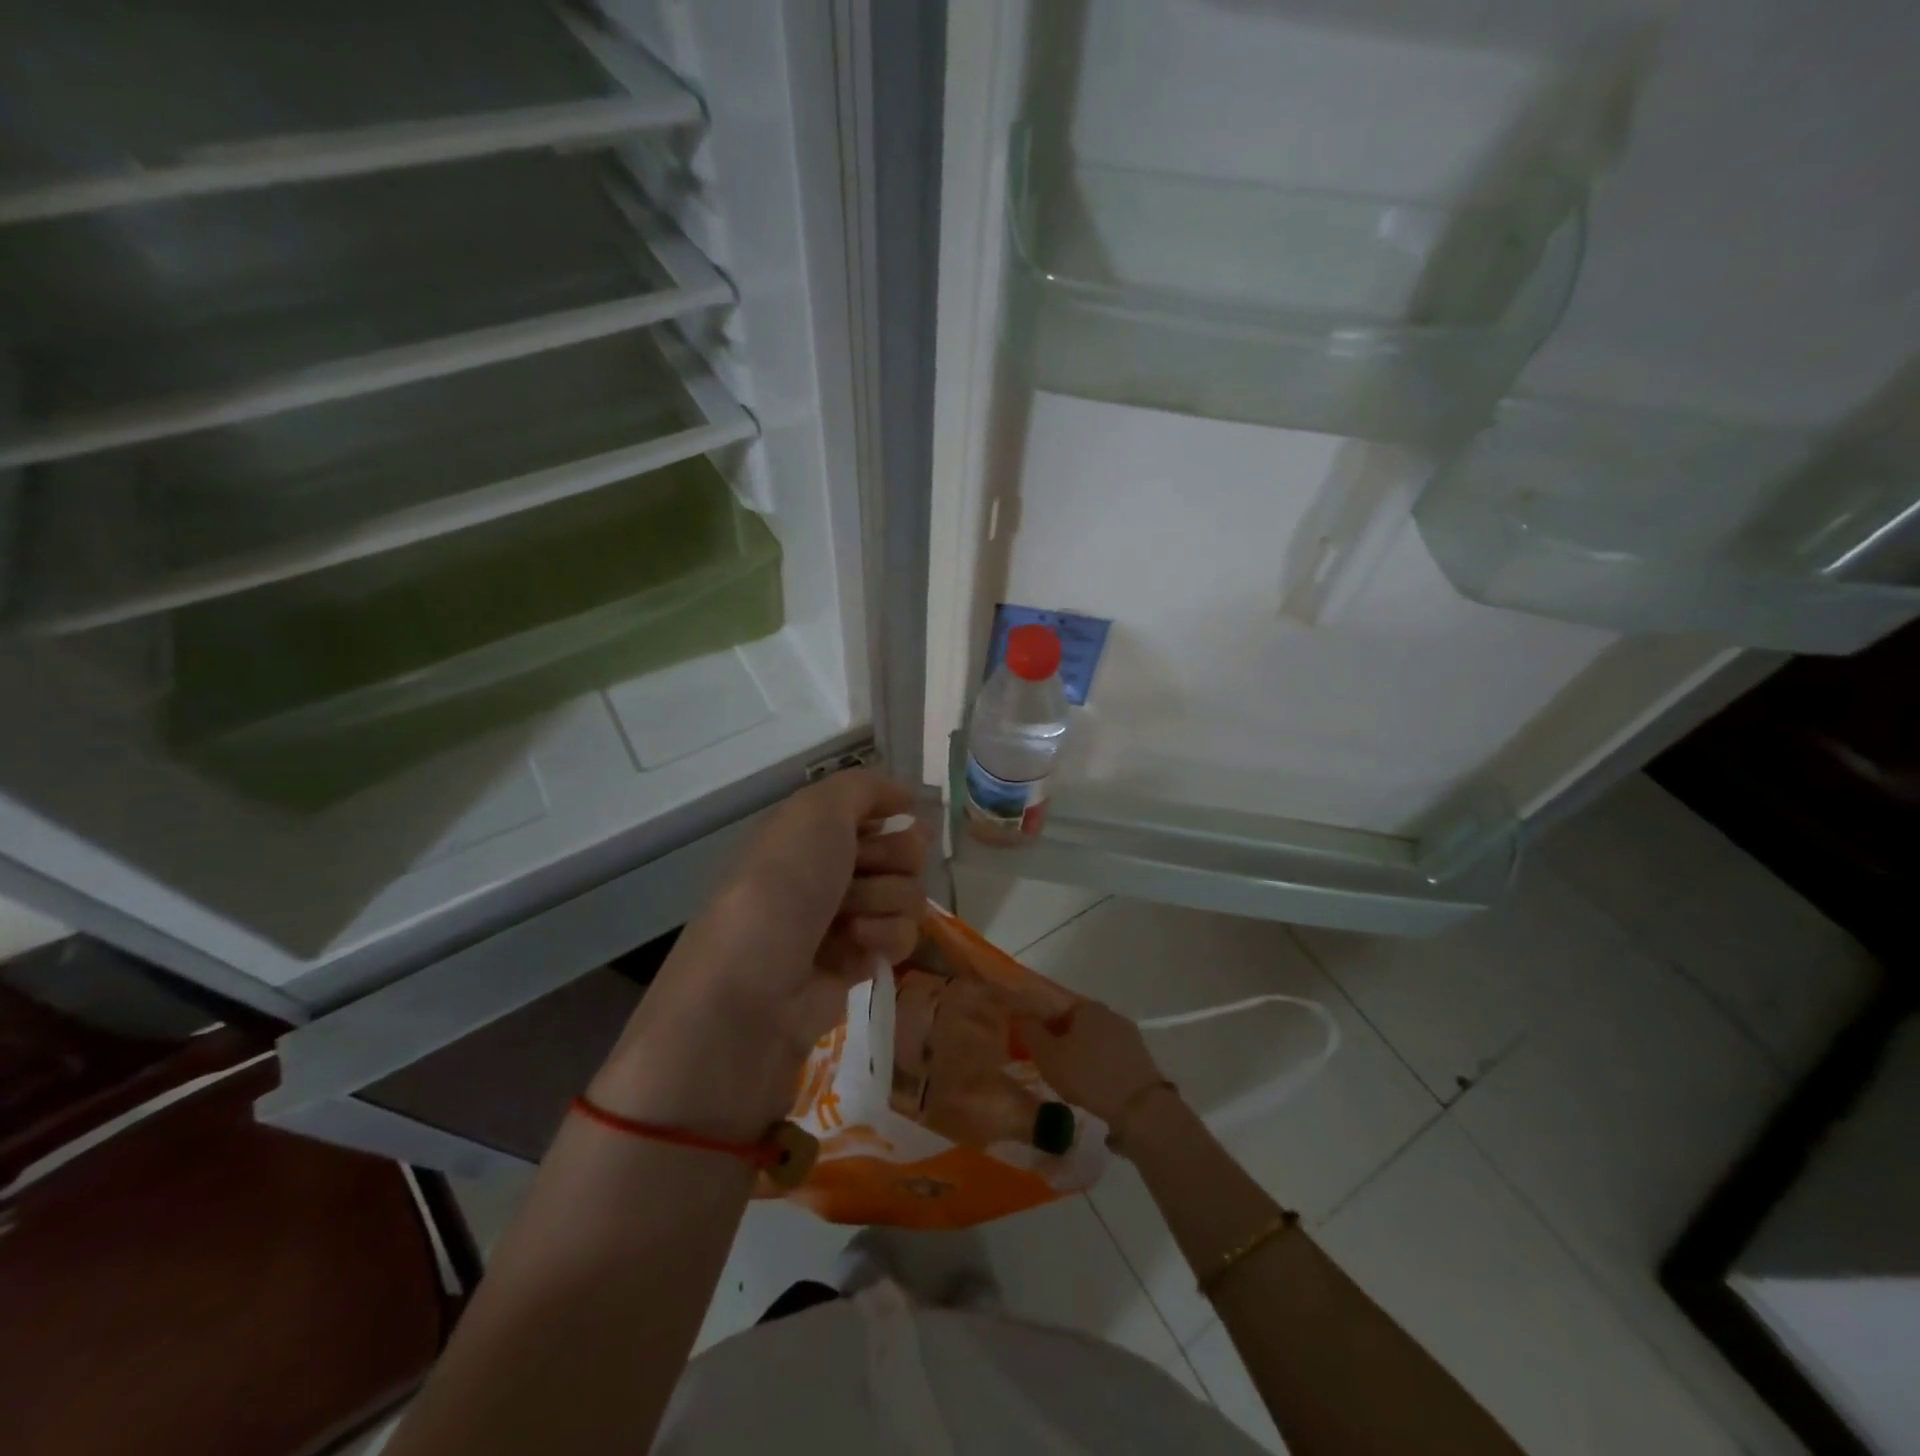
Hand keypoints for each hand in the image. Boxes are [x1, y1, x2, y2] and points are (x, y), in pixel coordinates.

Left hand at [677, 768, 929, 1047]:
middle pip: (903, 851)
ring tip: (848, 921)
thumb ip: (863, 788)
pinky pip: (902, 937)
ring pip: (908, 894)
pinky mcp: (859, 962)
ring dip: (885, 901)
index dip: (894, 816)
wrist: (752, 989)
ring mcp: (846, 918)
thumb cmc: (782, 886)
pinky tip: (856, 948)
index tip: (903, 819)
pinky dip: (884, 938)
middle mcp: (831, 870)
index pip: (878, 812)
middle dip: (894, 858)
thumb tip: (905, 798)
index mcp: (813, 832)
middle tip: (864, 871)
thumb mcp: (815, 812)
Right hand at [1015, 999, 1165, 1125]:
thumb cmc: (1087, 1075)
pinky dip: (1100, 1067)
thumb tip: (1020, 1016)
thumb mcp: (1047, 1055)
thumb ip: (1030, 1032)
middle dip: (1062, 1041)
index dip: (1041, 1027)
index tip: (1034, 1049)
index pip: (1055, 1008)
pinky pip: (1111, 1058)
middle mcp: (1109, 1013)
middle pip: (1076, 1024)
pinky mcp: (1140, 1057)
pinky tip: (1095, 1087)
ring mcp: (1128, 1035)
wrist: (1139, 1107)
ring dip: (1082, 1055)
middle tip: (1051, 1066)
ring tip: (1072, 1081)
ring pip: (1094, 1041)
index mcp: (1086, 1007)